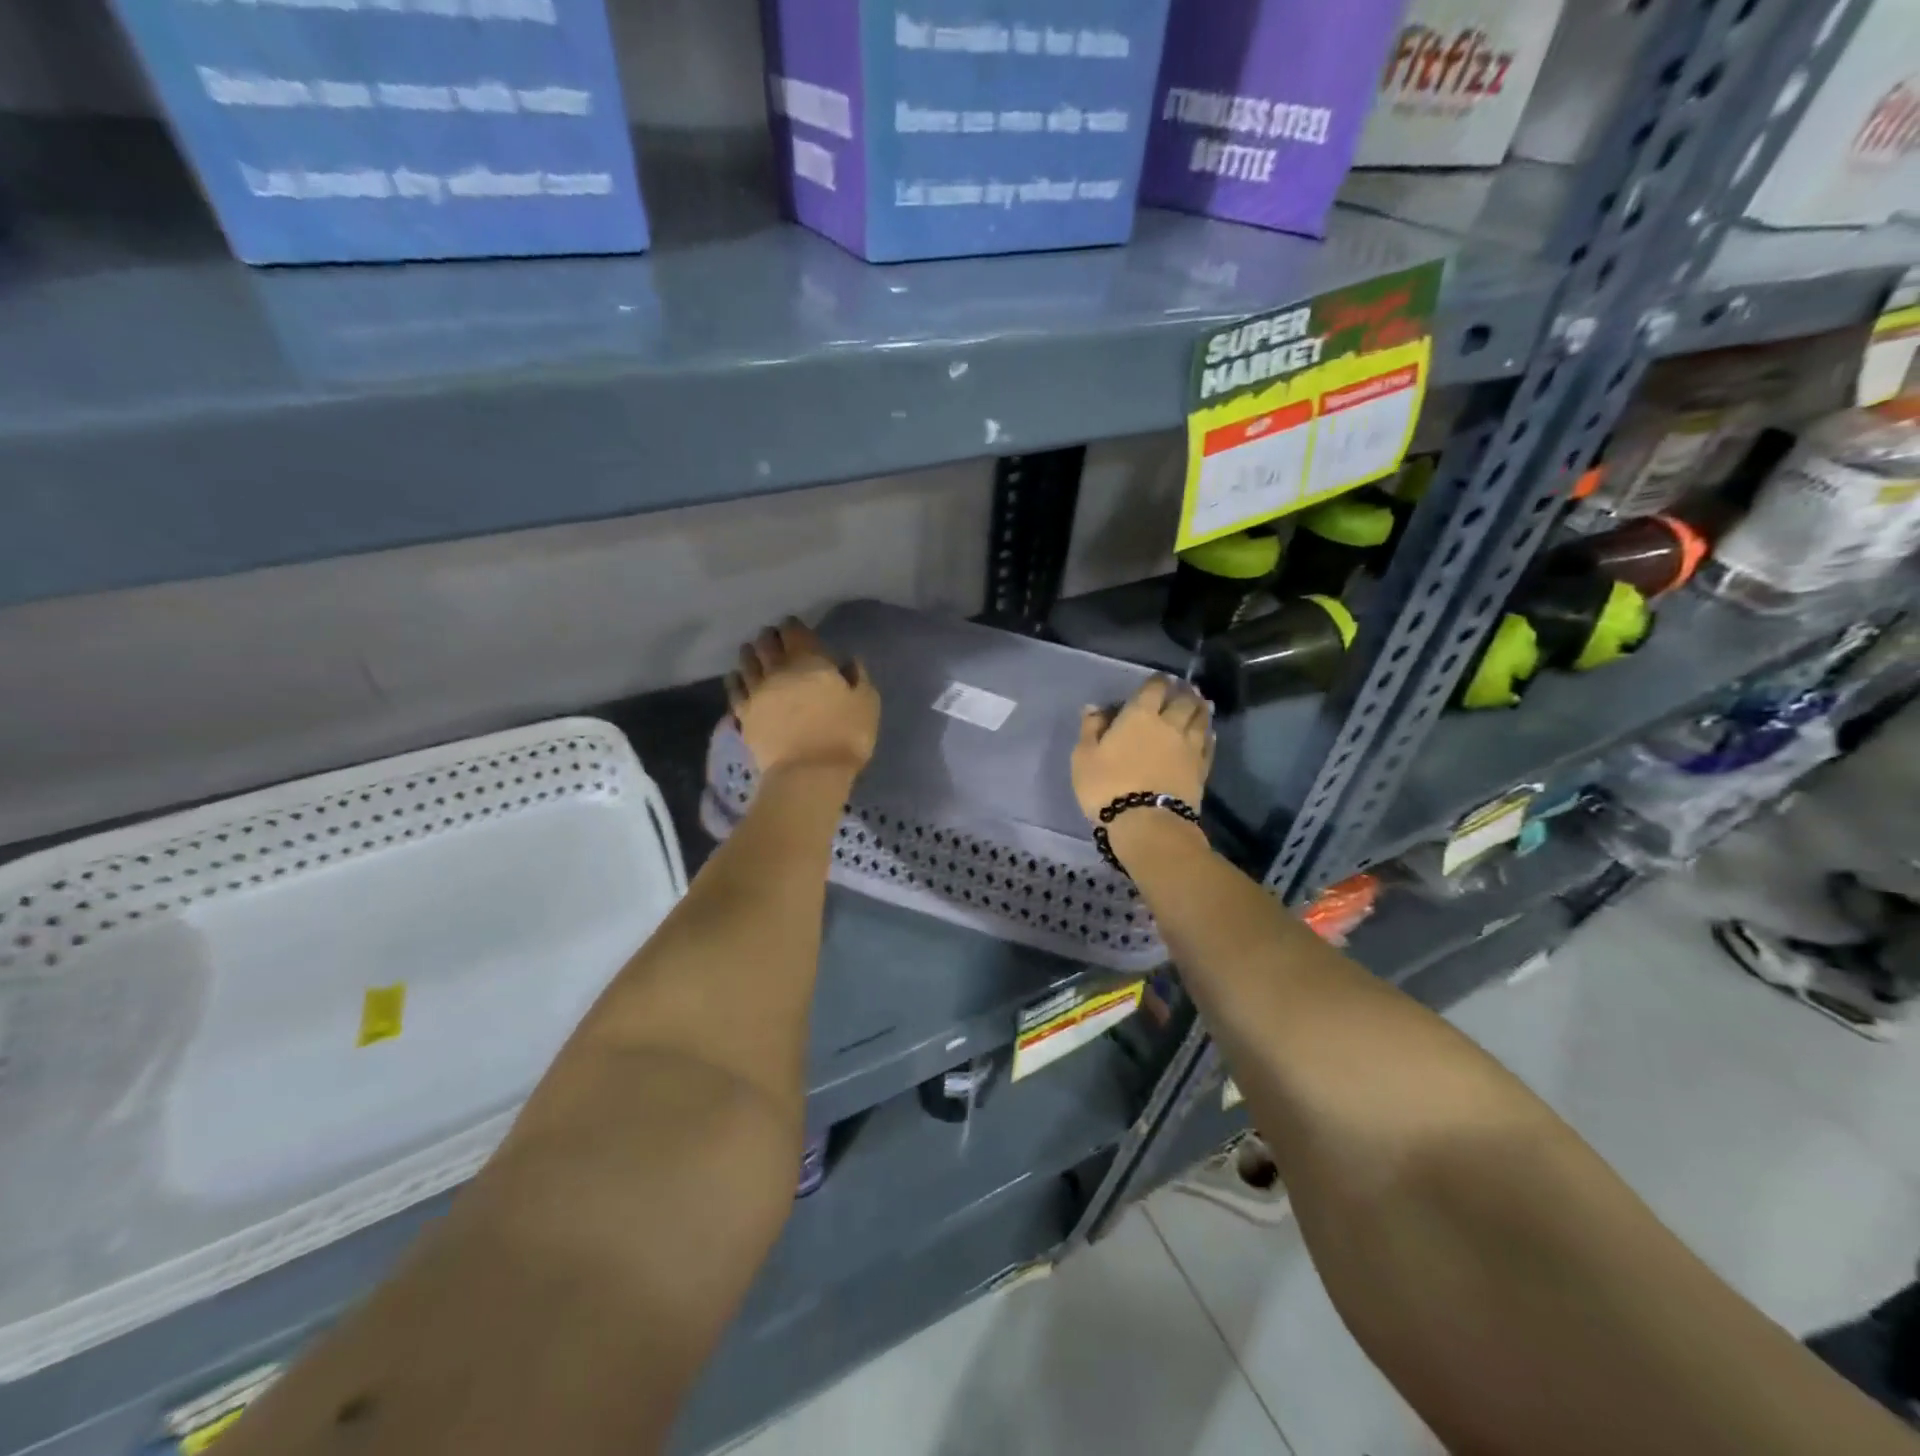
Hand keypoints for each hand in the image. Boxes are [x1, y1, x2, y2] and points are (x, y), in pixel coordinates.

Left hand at [725, 617, 879, 776]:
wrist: (809, 773)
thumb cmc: (845, 735)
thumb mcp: (866, 703)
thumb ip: (858, 677)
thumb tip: (848, 661)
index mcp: (810, 661)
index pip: (795, 632)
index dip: (793, 625)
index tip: (794, 624)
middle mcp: (778, 669)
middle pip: (766, 643)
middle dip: (769, 636)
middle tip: (772, 636)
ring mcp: (757, 691)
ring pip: (747, 662)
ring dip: (750, 653)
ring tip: (751, 650)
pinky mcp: (744, 714)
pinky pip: (734, 689)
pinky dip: (735, 678)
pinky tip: (736, 676)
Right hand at [1072, 676, 1213, 820]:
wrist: (1147, 823)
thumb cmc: (1107, 787)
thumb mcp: (1084, 757)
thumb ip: (1091, 729)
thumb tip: (1096, 707)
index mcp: (1139, 716)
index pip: (1154, 688)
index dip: (1157, 681)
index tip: (1159, 679)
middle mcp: (1169, 724)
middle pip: (1183, 700)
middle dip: (1184, 691)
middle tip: (1184, 688)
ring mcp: (1189, 747)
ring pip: (1200, 719)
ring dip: (1200, 708)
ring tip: (1201, 703)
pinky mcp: (1201, 769)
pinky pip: (1208, 744)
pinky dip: (1208, 734)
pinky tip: (1208, 732)